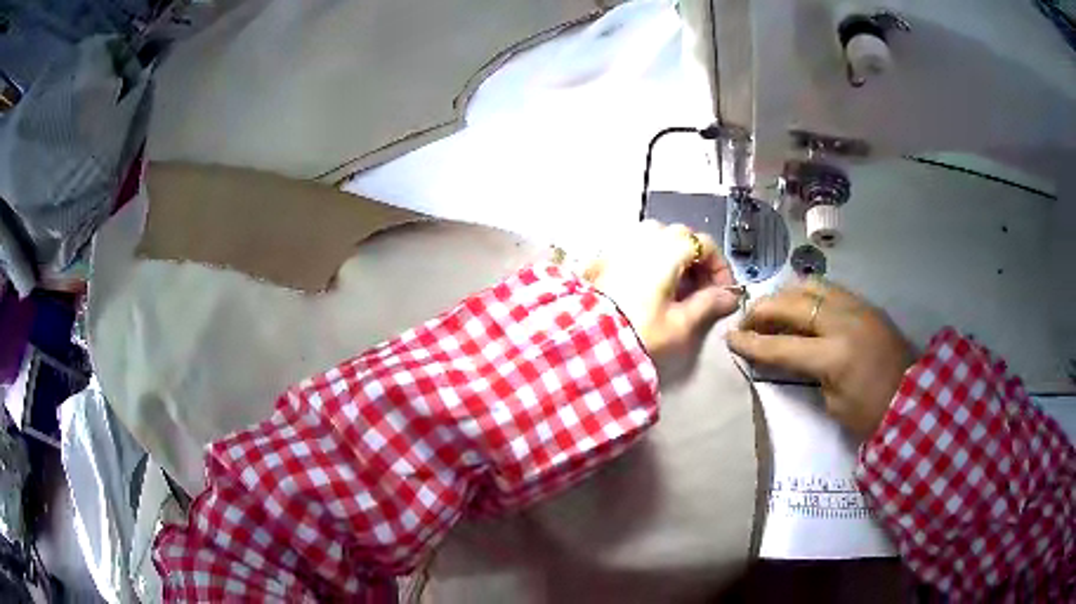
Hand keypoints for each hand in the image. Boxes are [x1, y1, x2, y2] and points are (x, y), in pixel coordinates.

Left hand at [583, 221, 740, 371]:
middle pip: (682, 238)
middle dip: (697, 263)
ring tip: (676, 292)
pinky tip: (651, 288)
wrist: (586, 340)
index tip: (723, 293)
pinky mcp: (605, 255)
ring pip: (658, 240)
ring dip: (674, 260)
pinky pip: (637, 249)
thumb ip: (708, 304)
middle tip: (701, 294)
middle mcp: (645, 235)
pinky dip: (651, 261)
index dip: (720, 268)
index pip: (706, 244)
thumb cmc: (640, 331)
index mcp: (668, 247)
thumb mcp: (680, 323)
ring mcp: (622, 242)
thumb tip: (730, 297)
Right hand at [726, 279, 914, 438]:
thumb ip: (810, 371)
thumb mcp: (833, 402)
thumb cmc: (871, 413)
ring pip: (811, 285)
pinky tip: (802, 307)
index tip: (729, 338)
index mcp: (834, 355)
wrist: (914, 399)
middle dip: (764, 310)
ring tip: (775, 309)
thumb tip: (794, 353)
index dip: (752, 343)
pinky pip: (830, 289)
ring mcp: (857, 307)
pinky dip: (809, 294)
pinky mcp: (866, 304)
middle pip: (792, 303)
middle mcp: (843, 321)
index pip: (782, 345)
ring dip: (786, 295)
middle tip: (748, 320)